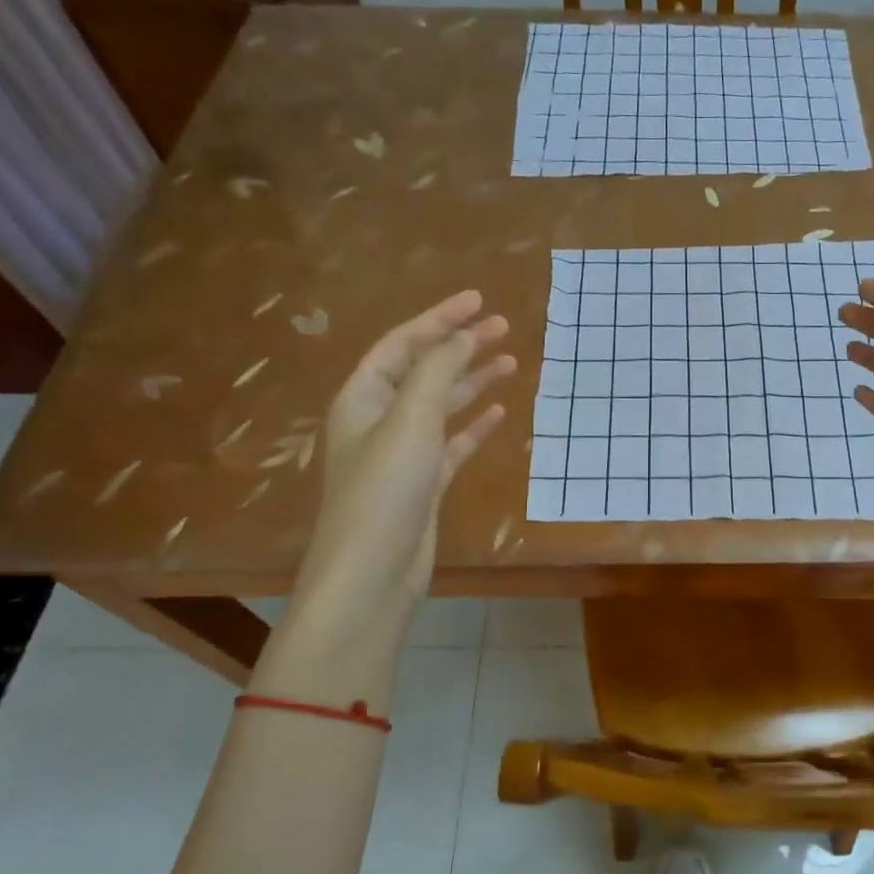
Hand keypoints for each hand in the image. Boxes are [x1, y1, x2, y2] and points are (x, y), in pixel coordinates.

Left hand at [257, 291, 513, 699]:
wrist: (373, 572)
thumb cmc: (385, 490)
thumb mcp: (410, 421)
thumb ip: (436, 372)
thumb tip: (462, 336)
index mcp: (364, 397)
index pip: (403, 344)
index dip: (439, 319)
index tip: (478, 301)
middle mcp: (379, 419)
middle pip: (424, 370)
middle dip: (461, 346)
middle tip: (503, 327)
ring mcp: (403, 452)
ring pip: (441, 404)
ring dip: (472, 381)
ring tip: (510, 361)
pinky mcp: (424, 482)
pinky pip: (453, 442)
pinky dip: (474, 425)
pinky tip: (499, 412)